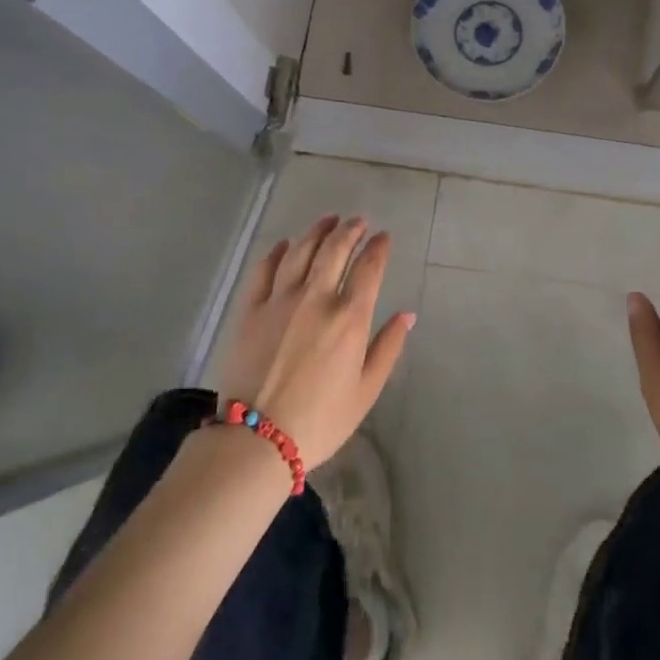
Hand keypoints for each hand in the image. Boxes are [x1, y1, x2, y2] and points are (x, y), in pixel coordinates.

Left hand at [217, 215, 413, 469]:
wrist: (257, 439)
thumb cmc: (321, 420)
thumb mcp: (366, 390)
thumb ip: (388, 347)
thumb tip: (408, 314)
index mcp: (349, 317)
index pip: (369, 268)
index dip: (378, 247)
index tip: (384, 236)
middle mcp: (316, 298)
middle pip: (335, 250)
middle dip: (350, 230)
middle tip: (358, 221)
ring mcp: (279, 300)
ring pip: (300, 251)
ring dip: (317, 231)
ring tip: (328, 220)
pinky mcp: (250, 309)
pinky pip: (264, 269)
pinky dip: (277, 252)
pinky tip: (285, 244)